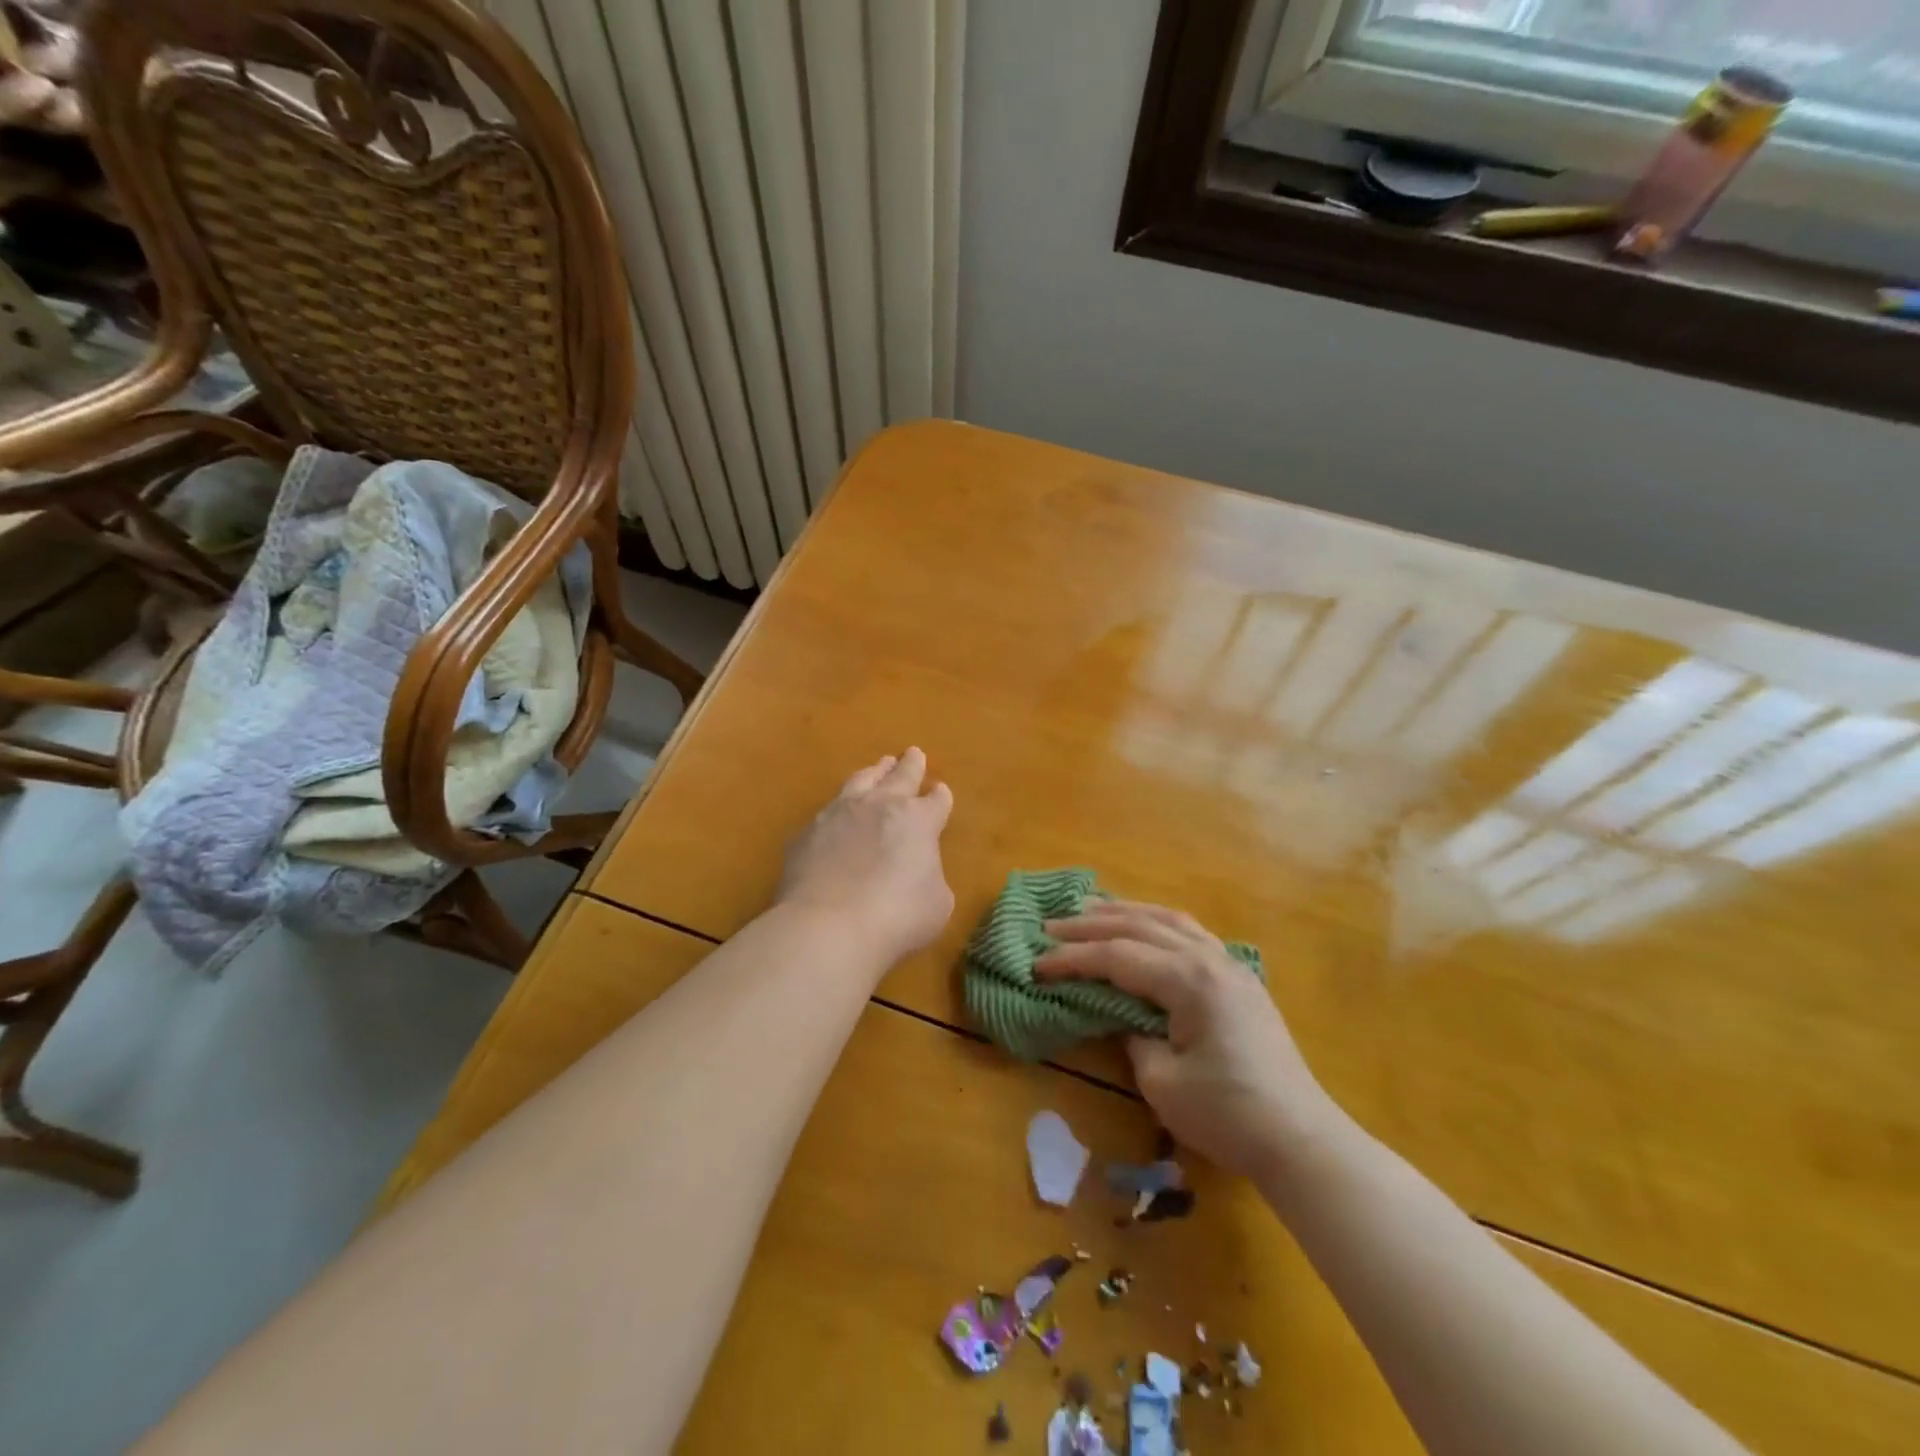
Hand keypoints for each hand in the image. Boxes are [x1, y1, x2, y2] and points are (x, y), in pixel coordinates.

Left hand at [775, 748, 955, 968]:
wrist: (829, 925)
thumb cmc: (897, 917)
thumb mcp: (936, 904)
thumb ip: (931, 879)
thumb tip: (918, 874)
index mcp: (919, 820)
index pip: (937, 801)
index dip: (940, 797)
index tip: (940, 792)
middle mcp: (880, 806)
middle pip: (900, 776)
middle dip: (910, 765)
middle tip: (913, 753)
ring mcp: (840, 814)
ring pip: (861, 781)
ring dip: (873, 772)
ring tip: (878, 767)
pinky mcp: (808, 832)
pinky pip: (827, 812)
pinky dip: (838, 810)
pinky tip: (836, 816)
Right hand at [1035, 901, 1340, 1177]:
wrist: (1300, 1139)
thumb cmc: (1228, 1115)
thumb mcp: (1162, 1082)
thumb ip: (1131, 1036)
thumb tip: (1120, 1016)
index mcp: (1190, 980)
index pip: (1118, 956)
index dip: (1073, 958)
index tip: (1036, 964)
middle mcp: (1209, 958)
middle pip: (1140, 926)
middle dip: (1090, 924)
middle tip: (1050, 925)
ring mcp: (1229, 964)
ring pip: (1168, 919)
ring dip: (1124, 912)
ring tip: (1088, 909)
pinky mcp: (1238, 978)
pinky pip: (1189, 933)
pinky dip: (1156, 923)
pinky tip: (1142, 926)